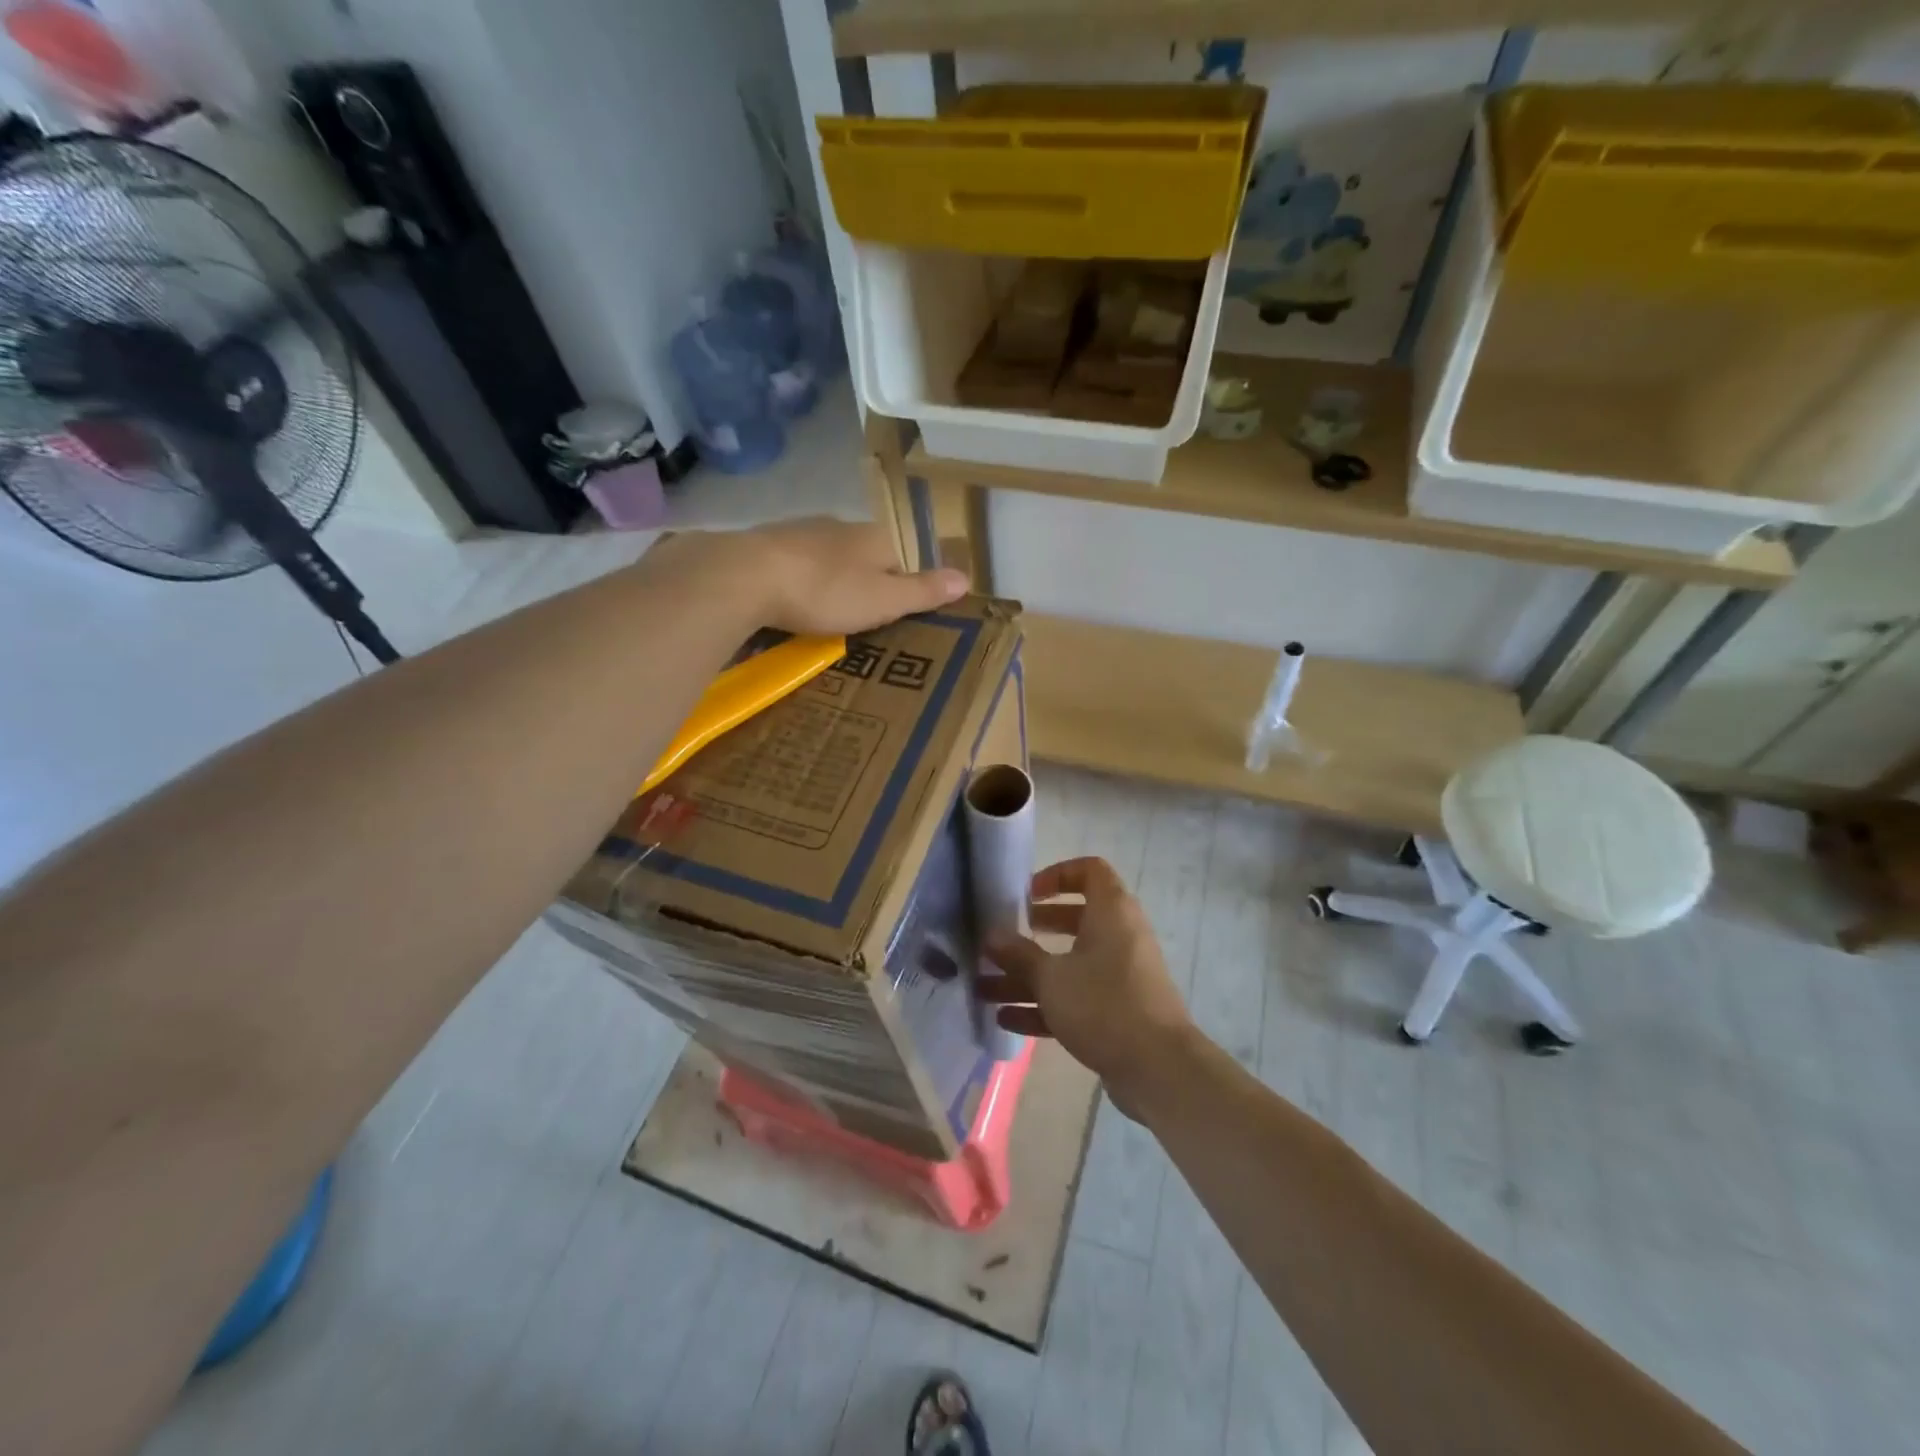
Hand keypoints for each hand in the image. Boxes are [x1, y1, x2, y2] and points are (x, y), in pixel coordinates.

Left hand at [664, 519, 968, 635]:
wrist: (746, 577)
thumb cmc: (825, 591)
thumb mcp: (883, 599)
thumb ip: (922, 590)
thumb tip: (965, 577)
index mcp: (874, 537)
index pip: (903, 553)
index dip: (906, 579)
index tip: (900, 609)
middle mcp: (840, 526)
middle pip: (864, 552)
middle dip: (866, 579)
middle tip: (864, 615)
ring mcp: (800, 532)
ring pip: (827, 555)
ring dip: (831, 578)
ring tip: (828, 611)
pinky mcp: (766, 545)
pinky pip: (794, 564)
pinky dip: (799, 580)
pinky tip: (791, 600)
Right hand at [981, 857, 1195, 1120]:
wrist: (1158, 1068)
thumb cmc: (1104, 1004)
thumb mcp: (1052, 977)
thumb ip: (1019, 955)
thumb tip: (991, 935)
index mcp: (1111, 912)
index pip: (1089, 871)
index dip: (1057, 875)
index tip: (1026, 894)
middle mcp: (1119, 937)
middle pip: (1075, 919)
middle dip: (1035, 930)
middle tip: (1003, 938)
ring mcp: (1120, 976)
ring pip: (1070, 964)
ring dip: (1029, 976)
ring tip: (985, 988)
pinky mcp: (1117, 1011)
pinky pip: (1076, 997)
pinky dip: (1045, 1004)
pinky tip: (1005, 1020)